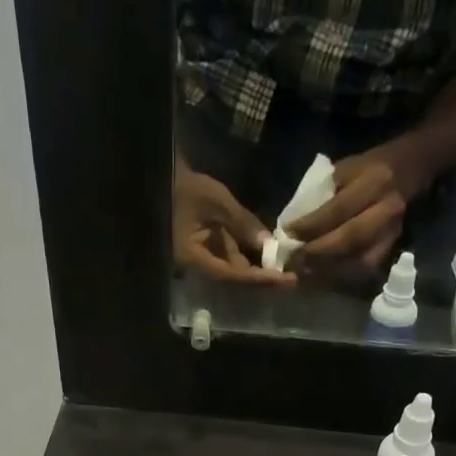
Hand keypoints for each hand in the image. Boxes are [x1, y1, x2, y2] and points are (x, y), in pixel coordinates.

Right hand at [174, 161, 293, 285]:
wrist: (164, 176)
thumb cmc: (184, 186)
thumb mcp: (216, 201)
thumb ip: (242, 223)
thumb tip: (268, 244)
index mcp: (194, 258)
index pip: (232, 275)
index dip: (258, 278)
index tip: (283, 279)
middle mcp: (198, 265)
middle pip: (235, 277)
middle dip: (263, 275)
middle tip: (292, 275)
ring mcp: (203, 258)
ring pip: (235, 268)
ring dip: (259, 266)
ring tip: (286, 265)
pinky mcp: (208, 249)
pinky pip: (231, 257)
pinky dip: (250, 255)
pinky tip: (270, 252)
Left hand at [288, 140, 431, 276]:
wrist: (409, 171)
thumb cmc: (369, 168)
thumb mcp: (344, 169)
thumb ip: (321, 195)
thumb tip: (293, 226)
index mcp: (374, 182)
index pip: (338, 209)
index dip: (311, 226)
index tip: (287, 234)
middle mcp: (387, 210)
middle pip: (349, 239)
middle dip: (317, 253)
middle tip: (292, 260)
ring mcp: (392, 234)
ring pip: (358, 262)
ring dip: (327, 272)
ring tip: (302, 274)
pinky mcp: (391, 250)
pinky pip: (364, 272)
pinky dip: (340, 278)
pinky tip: (320, 278)